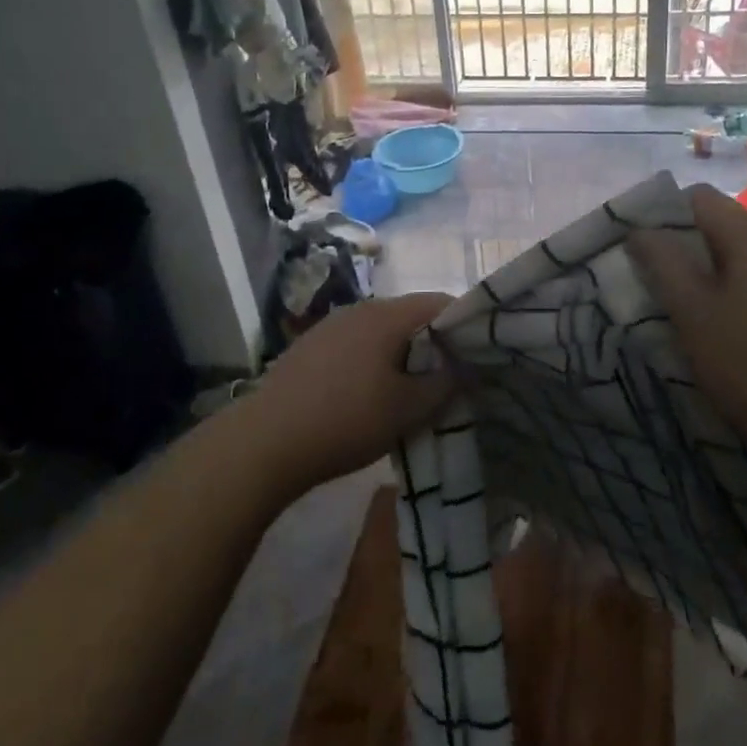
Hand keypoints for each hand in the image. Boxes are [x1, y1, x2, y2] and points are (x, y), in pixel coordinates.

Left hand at [237, 292, 454, 500]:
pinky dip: (377, 361)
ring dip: (405, 354)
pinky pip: (358, 345)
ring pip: (384, 332)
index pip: (441, 302)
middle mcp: (360, 309)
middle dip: (436, 343)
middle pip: (412, 316)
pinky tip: (373, 394)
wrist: (264, 443)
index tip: (481, 354)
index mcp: (387, 315)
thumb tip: (464, 367)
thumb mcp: (408, 409)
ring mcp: (331, 327)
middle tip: (453, 377)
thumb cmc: (346, 420)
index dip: (467, 324)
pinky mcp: (311, 348)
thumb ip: (445, 384)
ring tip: (415, 390)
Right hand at [628, 185, 746, 488]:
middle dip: (679, 238)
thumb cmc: (745, 366)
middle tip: (647, 272)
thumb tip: (639, 229)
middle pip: (718, 219)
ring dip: (699, 262)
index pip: (699, 197)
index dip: (662, 212)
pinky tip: (709, 315)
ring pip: (733, 249)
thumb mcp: (691, 312)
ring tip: (671, 294)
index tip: (636, 244)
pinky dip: (723, 282)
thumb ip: (662, 261)